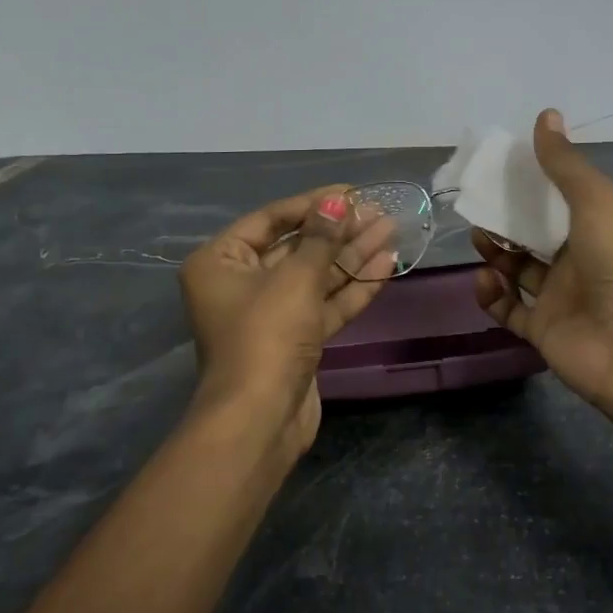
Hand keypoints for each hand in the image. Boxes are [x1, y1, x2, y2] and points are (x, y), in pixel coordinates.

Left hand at [180, 187, 397, 460]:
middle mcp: (241, 284)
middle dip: (338, 230)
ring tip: (391, 230)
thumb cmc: (266, 336)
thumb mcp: (295, 279)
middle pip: (296, 247)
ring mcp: (270, 314)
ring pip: (315, 276)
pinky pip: (324, 304)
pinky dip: (353, 286)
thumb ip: (321, 238)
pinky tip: (386, 264)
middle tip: (379, 211)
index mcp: (221, 262)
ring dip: (352, 255)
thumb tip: (338, 201)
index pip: (271, 219)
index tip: (352, 193)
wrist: (260, 420)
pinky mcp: (295, 339)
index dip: (313, 204)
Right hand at [473, 110, 612, 435]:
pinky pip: (508, 309)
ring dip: (495, 255)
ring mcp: (558, 298)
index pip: (558, 203)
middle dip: (505, 222)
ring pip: (516, 271)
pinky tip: (485, 279)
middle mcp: (577, 262)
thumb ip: (565, 164)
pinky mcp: (541, 329)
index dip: (530, 188)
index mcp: (596, 230)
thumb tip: (545, 114)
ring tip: (481, 243)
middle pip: (532, 237)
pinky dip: (492, 294)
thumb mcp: (595, 202)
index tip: (501, 173)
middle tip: (480, 211)